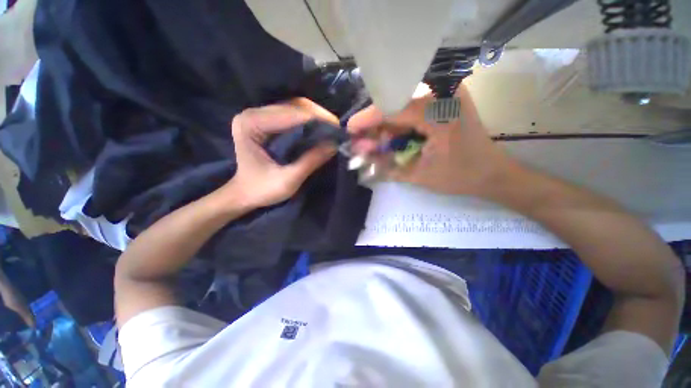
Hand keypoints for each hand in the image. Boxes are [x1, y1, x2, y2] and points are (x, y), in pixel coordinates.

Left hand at [224, 98, 337, 208]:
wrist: (245, 193)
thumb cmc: (261, 191)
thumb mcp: (288, 181)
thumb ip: (310, 161)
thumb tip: (334, 144)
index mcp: (251, 125)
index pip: (290, 115)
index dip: (317, 120)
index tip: (338, 130)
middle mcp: (253, 114)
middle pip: (293, 106)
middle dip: (318, 117)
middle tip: (337, 130)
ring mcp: (259, 115)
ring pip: (294, 108)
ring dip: (315, 117)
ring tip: (331, 130)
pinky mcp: (266, 121)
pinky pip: (292, 115)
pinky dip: (309, 121)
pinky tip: (319, 130)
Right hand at [347, 85, 516, 196]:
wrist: (492, 174)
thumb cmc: (460, 177)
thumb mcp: (419, 175)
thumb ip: (388, 165)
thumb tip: (362, 157)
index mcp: (440, 110)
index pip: (393, 108)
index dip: (368, 119)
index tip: (350, 129)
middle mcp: (443, 94)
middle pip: (395, 105)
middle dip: (375, 127)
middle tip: (362, 145)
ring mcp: (445, 95)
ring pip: (402, 108)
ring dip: (385, 128)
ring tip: (374, 146)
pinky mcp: (444, 102)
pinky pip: (412, 111)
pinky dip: (398, 127)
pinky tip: (389, 141)